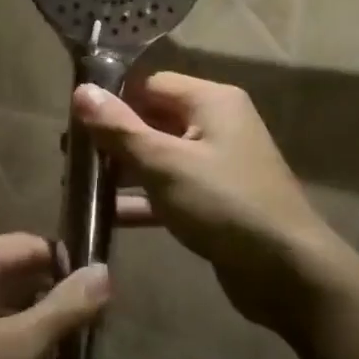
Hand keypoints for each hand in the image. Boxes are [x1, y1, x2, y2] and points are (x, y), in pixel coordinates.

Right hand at [73, 73, 346, 326]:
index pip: (150, 84)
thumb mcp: (164, 163)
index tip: (74, 122)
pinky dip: (142, 199)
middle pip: (152, 119)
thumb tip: (81, 90)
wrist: (288, 273)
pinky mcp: (215, 200)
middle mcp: (216, 124)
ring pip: (159, 156)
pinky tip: (106, 215)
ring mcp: (217, 164)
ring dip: (122, 170)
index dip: (113, 100)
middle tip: (70, 157)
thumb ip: (120, 128)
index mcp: (211, 101)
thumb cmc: (223, 204)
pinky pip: (170, 189)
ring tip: (78, 184)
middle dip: (112, 138)